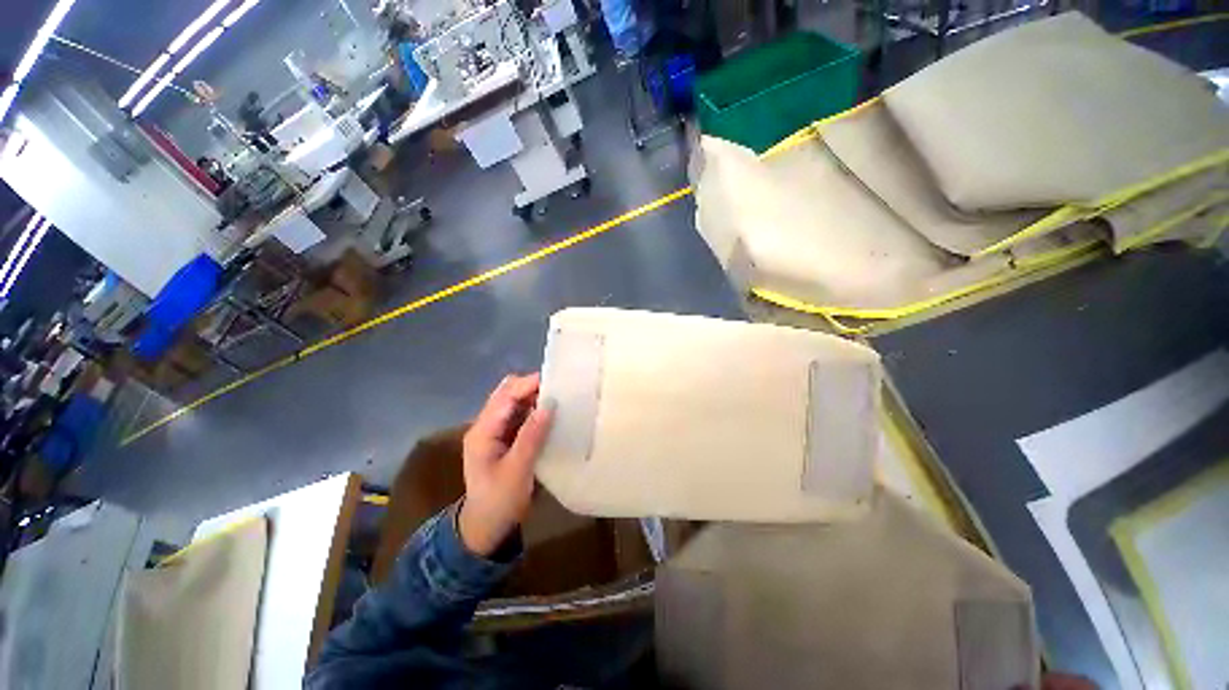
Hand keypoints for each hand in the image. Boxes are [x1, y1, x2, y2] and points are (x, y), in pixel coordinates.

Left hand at [459, 373, 553, 556]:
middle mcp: (486, 424)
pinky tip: (551, 413)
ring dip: (534, 396)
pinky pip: (520, 414)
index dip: (529, 384)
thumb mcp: (517, 471)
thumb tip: (550, 403)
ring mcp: (495, 430)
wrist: (486, 527)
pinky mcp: (505, 437)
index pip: (506, 395)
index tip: (557, 381)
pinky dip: (534, 409)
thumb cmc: (499, 501)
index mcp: (483, 431)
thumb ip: (532, 436)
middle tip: (560, 389)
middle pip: (507, 392)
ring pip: (514, 401)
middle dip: (532, 386)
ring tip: (559, 397)